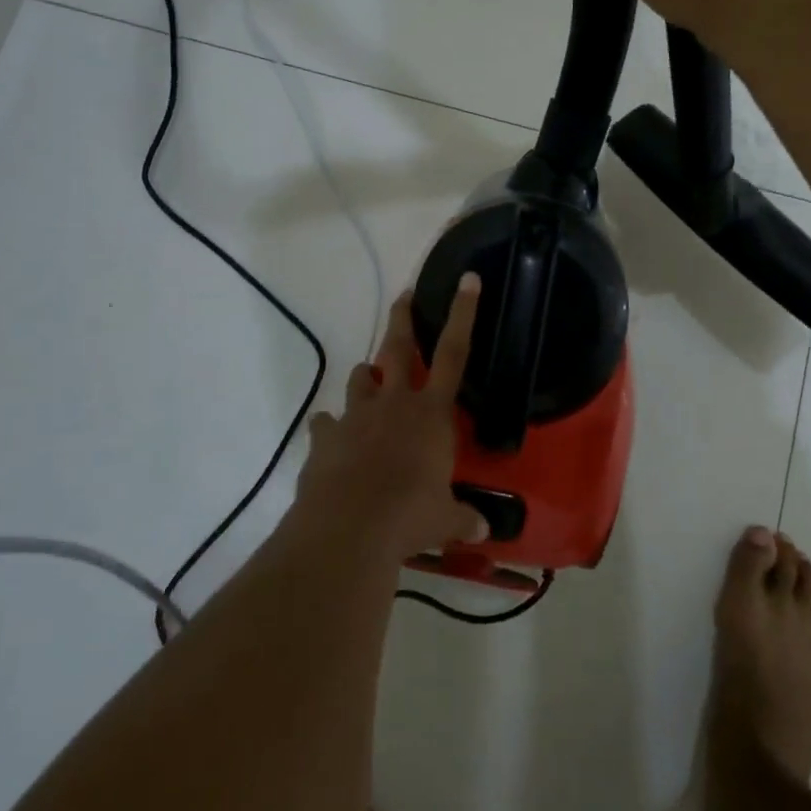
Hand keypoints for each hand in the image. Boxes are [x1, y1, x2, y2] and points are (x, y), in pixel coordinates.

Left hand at [291, 276, 488, 562]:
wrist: (348, 529)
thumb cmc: (410, 516)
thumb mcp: (446, 519)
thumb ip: (464, 518)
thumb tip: (484, 531)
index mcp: (431, 413)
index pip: (454, 353)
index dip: (463, 314)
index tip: (467, 279)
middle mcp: (394, 402)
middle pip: (397, 346)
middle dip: (402, 317)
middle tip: (404, 295)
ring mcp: (355, 416)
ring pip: (361, 378)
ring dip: (368, 377)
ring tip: (371, 384)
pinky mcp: (325, 437)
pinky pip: (327, 423)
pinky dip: (332, 428)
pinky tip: (334, 441)